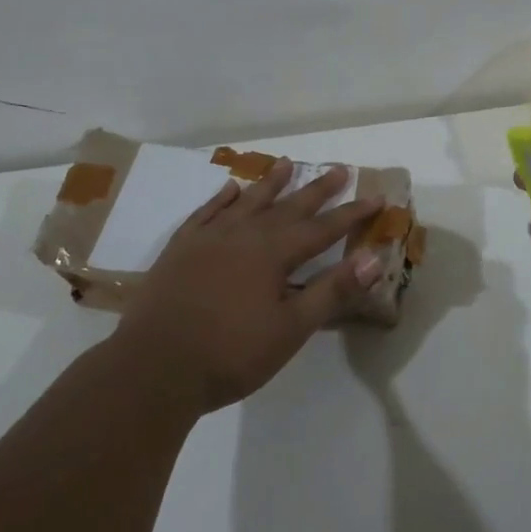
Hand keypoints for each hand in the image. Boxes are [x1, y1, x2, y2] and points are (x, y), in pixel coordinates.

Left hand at [114, 160, 385, 415]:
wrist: (153, 368)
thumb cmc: (230, 354)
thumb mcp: (291, 329)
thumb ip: (331, 291)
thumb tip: (372, 259)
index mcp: (274, 254)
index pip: (323, 228)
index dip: (352, 214)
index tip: (376, 197)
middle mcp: (244, 235)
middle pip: (288, 206)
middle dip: (317, 189)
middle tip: (339, 169)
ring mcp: (208, 238)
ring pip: (247, 201)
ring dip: (270, 183)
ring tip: (286, 163)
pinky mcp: (180, 248)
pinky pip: (206, 212)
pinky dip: (222, 198)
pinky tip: (230, 190)